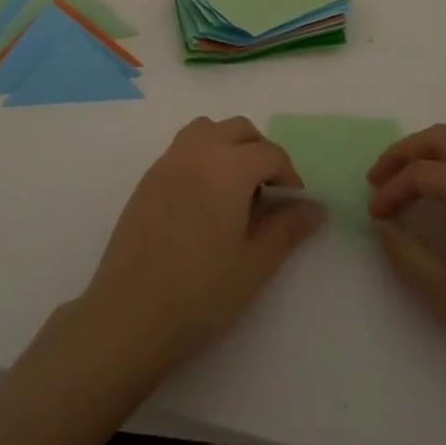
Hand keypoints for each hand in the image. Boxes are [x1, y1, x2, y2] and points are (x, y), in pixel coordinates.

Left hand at [79, 116, 325, 378]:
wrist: (129, 314)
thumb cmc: (200, 292)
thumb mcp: (255, 263)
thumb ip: (288, 228)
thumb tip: (316, 207)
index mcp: (228, 166)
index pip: (269, 153)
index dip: (289, 176)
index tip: (295, 206)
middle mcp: (197, 151)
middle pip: (239, 130)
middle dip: (261, 152)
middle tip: (270, 194)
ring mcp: (167, 161)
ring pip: (207, 131)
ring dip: (229, 146)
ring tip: (237, 190)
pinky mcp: (147, 179)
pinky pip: (183, 149)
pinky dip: (203, 157)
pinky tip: (205, 202)